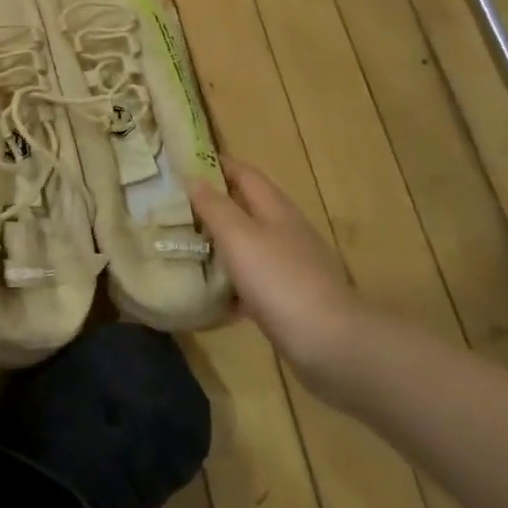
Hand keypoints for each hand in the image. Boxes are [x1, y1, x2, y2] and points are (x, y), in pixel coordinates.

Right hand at [192, 159, 364, 385]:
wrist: (332, 344)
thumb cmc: (280, 279)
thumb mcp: (239, 236)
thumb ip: (214, 206)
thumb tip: (193, 177)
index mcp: (275, 209)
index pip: (244, 173)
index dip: (216, 164)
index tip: (183, 163)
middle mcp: (286, 232)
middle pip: (247, 208)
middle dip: (214, 204)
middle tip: (175, 207)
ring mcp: (291, 267)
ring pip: (248, 245)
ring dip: (220, 243)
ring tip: (185, 246)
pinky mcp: (289, 299)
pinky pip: (253, 281)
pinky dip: (231, 282)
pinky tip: (210, 293)